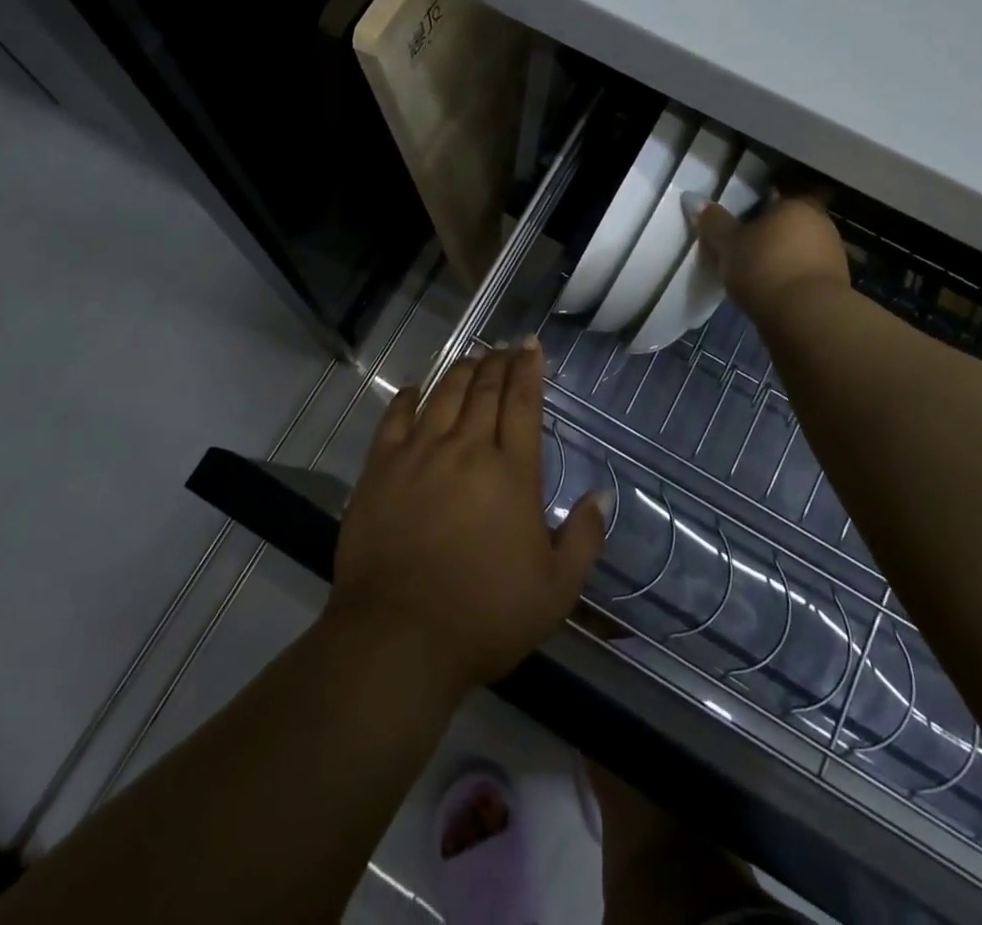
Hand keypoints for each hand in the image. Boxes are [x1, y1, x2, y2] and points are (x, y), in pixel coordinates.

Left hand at [329, 340, 607, 699]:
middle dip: (497, 363)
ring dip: (460, 372)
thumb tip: (601, 495)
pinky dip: (407, 399)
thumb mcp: (555, 590)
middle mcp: (466, 449)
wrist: (399, 636)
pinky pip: (394, 419)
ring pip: (443, 395)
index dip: (528, 369)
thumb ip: (583, 538)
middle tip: (503, 348)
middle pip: (483, 390)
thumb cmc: (485, 616)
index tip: (530, 345)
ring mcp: (418, 454)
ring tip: (471, 360)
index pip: (522, 403)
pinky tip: (413, 391)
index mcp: (511, 472)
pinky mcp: (380, 468)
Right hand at [690, 189, 851, 319]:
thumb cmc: (765, 268)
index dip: (753, 210)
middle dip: (766, 236)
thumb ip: (713, 221)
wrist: (807, 317)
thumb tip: (692, 197)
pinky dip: (788, 279)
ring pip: (796, 250)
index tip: (736, 225)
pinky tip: (770, 292)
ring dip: (778, 259)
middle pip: (786, 224)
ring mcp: (832, 254)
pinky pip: (803, 273)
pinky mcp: (834, 284)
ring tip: (751, 275)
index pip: (773, 198)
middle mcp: (820, 223)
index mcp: (796, 205)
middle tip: (739, 250)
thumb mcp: (728, 244)